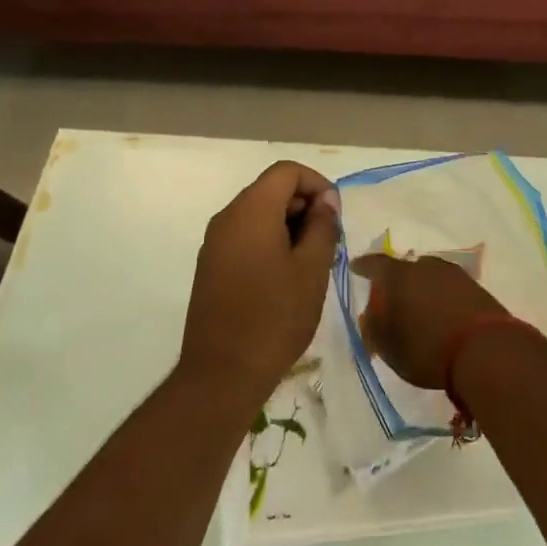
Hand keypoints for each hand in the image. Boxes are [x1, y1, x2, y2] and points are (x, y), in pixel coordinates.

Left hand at [182, 161, 340, 402]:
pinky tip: (287, 278)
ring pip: (258, 215)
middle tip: (329, 243)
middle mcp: (227, 218)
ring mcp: (214, 243)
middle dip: (304, 207)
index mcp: (251, 210)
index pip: (287, 172)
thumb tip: (325, 201)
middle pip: (271, 190)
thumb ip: (322, 226)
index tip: (335, 216)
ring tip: (312, 262)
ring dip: (289, 227)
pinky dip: (270, 243)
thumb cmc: (275, 316)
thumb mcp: (312, 269)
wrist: (222, 374)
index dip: (317, 184)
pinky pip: (245, 238)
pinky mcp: (211, 267)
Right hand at [350, 252, 507, 388]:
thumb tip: (370, 316)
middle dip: (396, 281)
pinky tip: (441, 313)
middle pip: (405, 268)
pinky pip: (449, 288)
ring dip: (422, 288)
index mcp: (398, 275)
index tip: (356, 268)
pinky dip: (441, 297)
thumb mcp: (387, 346)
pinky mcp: (476, 288)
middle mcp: (425, 266)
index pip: (374, 264)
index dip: (364, 267)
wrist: (484, 351)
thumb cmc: (425, 348)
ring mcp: (453, 274)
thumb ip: (373, 327)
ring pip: (429, 276)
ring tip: (418, 307)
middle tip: (391, 297)